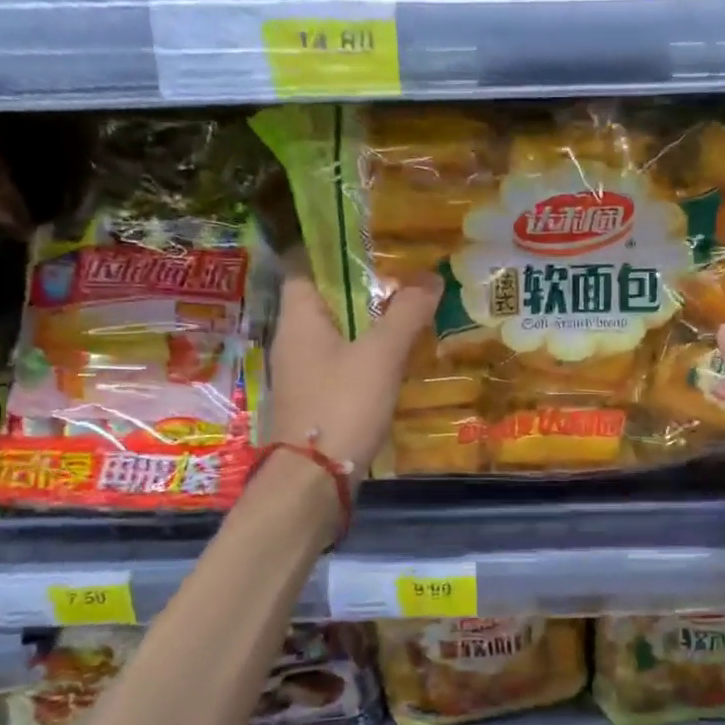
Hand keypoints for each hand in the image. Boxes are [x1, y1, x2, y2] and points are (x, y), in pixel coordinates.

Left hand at [266, 266, 440, 485]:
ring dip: (371, 322)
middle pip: (327, 299)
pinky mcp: (318, 398)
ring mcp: (304, 371)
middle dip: (365, 287)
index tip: (374, 243)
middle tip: (407, 276)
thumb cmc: (342, 406)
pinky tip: (399, 358)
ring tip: (411, 311)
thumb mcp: (381, 355)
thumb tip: (431, 277)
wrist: (314, 482)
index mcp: (299, 318)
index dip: (335, 250)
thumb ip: (406, 313)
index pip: (305, 265)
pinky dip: (368, 353)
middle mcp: (294, 339)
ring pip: (339, 332)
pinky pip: (344, 361)